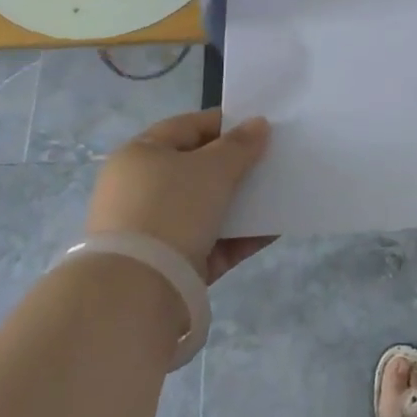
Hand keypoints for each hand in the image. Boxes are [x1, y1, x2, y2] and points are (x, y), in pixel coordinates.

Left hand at [85, 109, 273, 284]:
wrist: (138, 292)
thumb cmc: (172, 209)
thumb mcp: (212, 169)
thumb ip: (240, 145)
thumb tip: (258, 123)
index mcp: (140, 154)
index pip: (187, 127)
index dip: (225, 124)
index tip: (260, 127)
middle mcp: (141, 189)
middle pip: (197, 169)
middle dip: (236, 166)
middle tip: (272, 161)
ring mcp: (154, 231)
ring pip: (206, 208)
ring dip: (242, 202)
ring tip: (278, 196)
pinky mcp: (170, 266)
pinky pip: (212, 243)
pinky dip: (239, 237)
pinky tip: (273, 231)